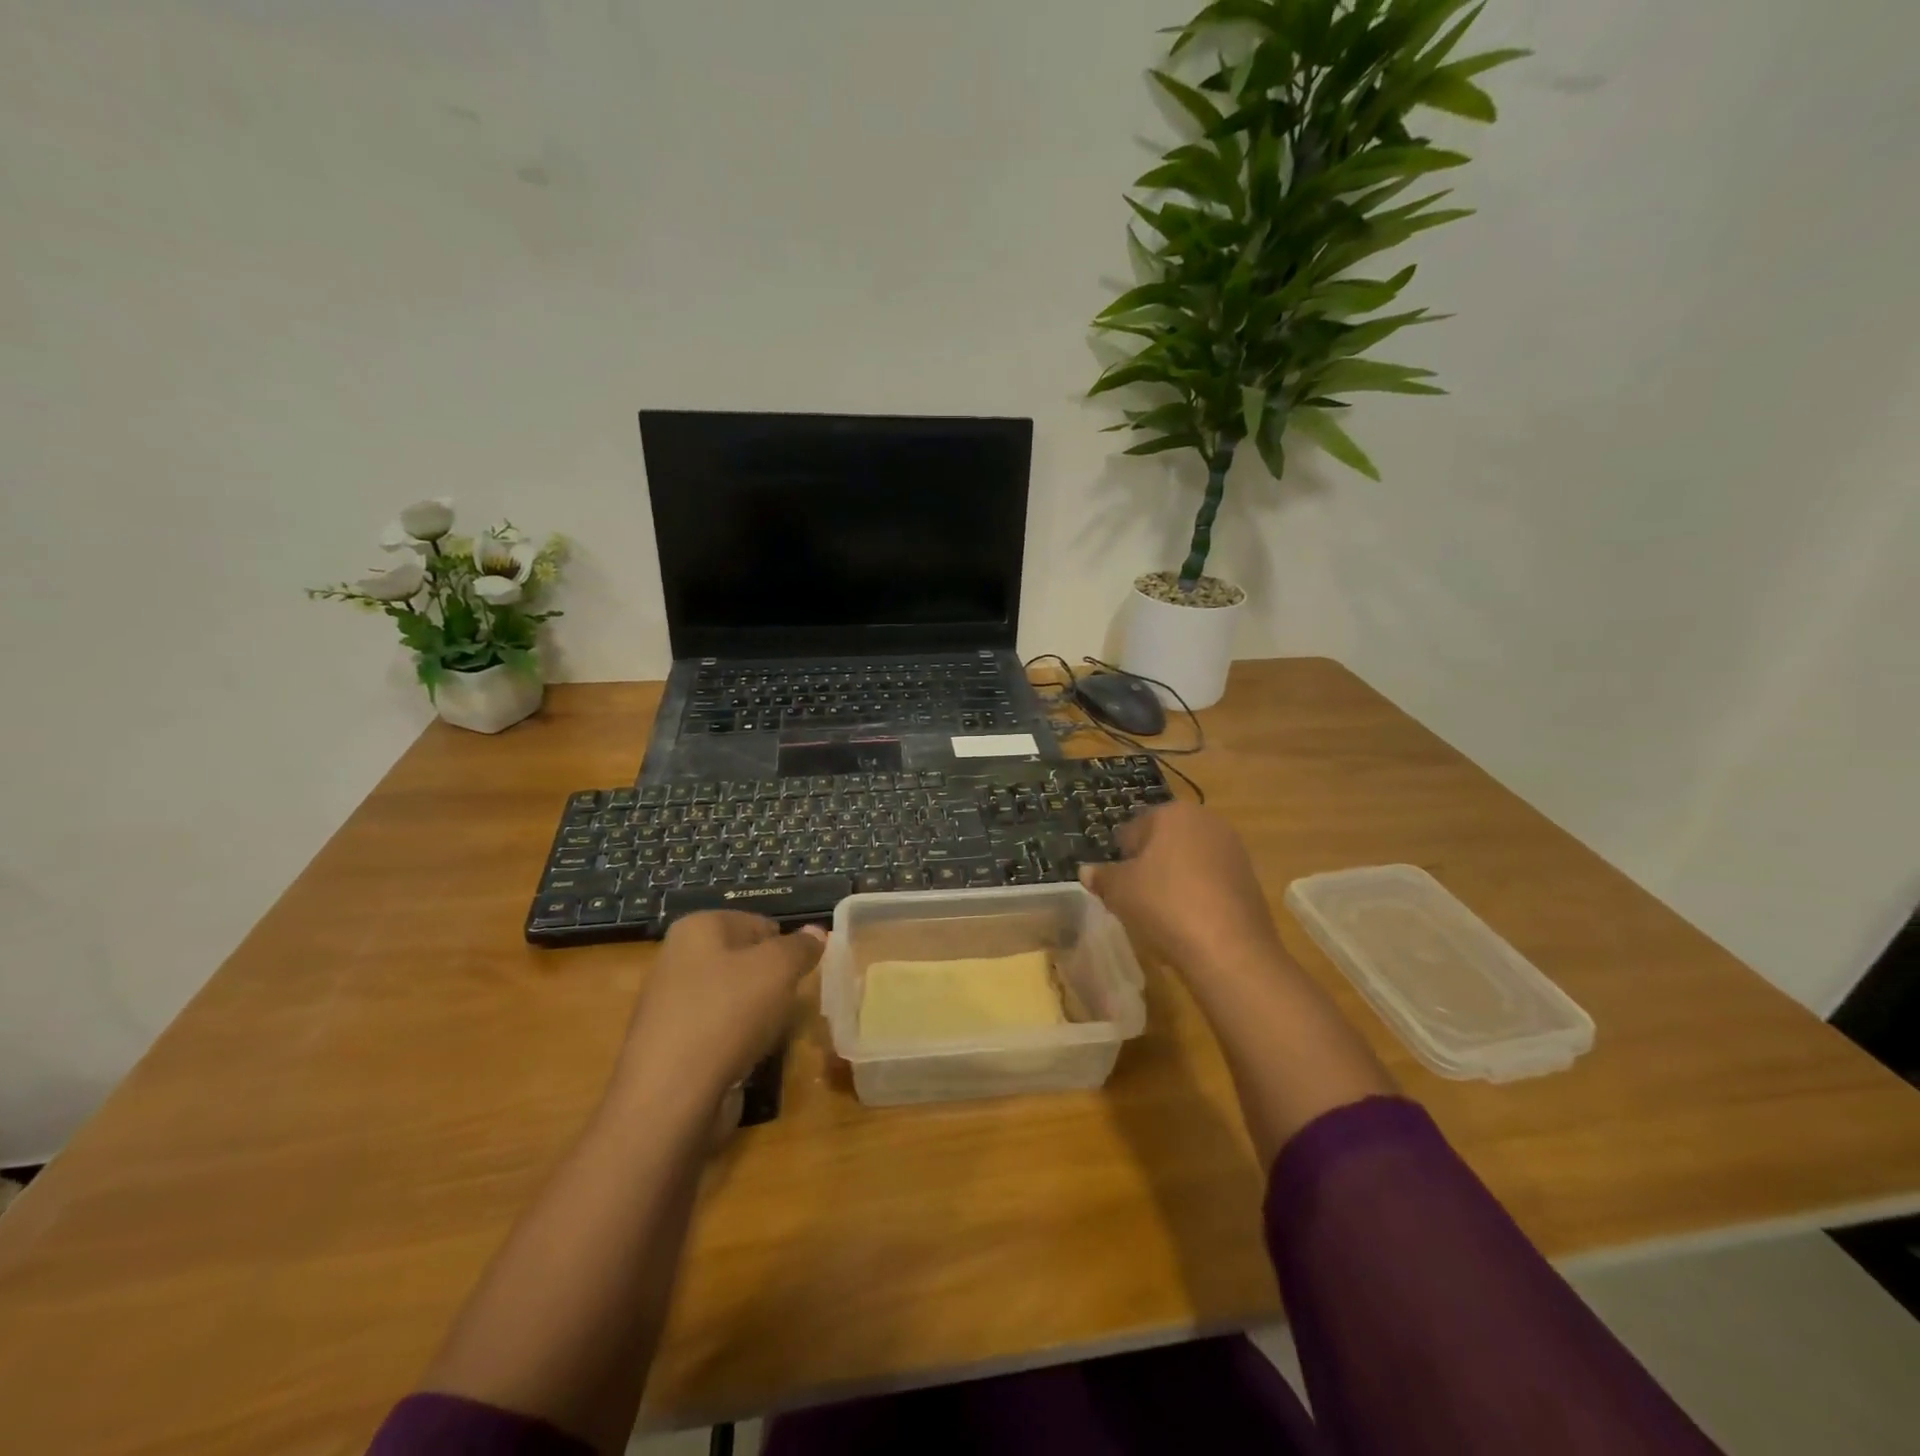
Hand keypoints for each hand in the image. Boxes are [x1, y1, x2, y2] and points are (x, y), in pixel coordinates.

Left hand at [616, 912, 825, 1101]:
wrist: (671, 1097)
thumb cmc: (728, 1013)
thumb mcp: (779, 969)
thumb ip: (801, 947)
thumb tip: (816, 931)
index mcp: (698, 928)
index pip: (758, 923)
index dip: (786, 946)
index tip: (803, 973)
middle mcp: (678, 959)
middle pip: (745, 961)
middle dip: (772, 981)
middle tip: (792, 1002)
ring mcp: (671, 1004)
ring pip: (734, 998)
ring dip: (759, 1014)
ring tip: (772, 1033)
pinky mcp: (673, 1045)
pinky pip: (720, 1032)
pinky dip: (739, 1041)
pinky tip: (750, 1057)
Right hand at [1079, 803, 1282, 975]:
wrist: (1229, 948)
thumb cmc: (1164, 904)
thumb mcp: (1118, 891)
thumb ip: (1101, 877)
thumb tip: (1087, 871)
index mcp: (1173, 813)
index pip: (1133, 830)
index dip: (1120, 858)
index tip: (1116, 885)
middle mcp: (1206, 821)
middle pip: (1163, 843)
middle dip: (1149, 866)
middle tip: (1136, 899)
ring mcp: (1233, 849)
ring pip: (1188, 862)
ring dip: (1173, 881)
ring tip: (1162, 914)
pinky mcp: (1250, 879)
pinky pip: (1211, 882)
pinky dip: (1197, 896)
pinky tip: (1189, 923)